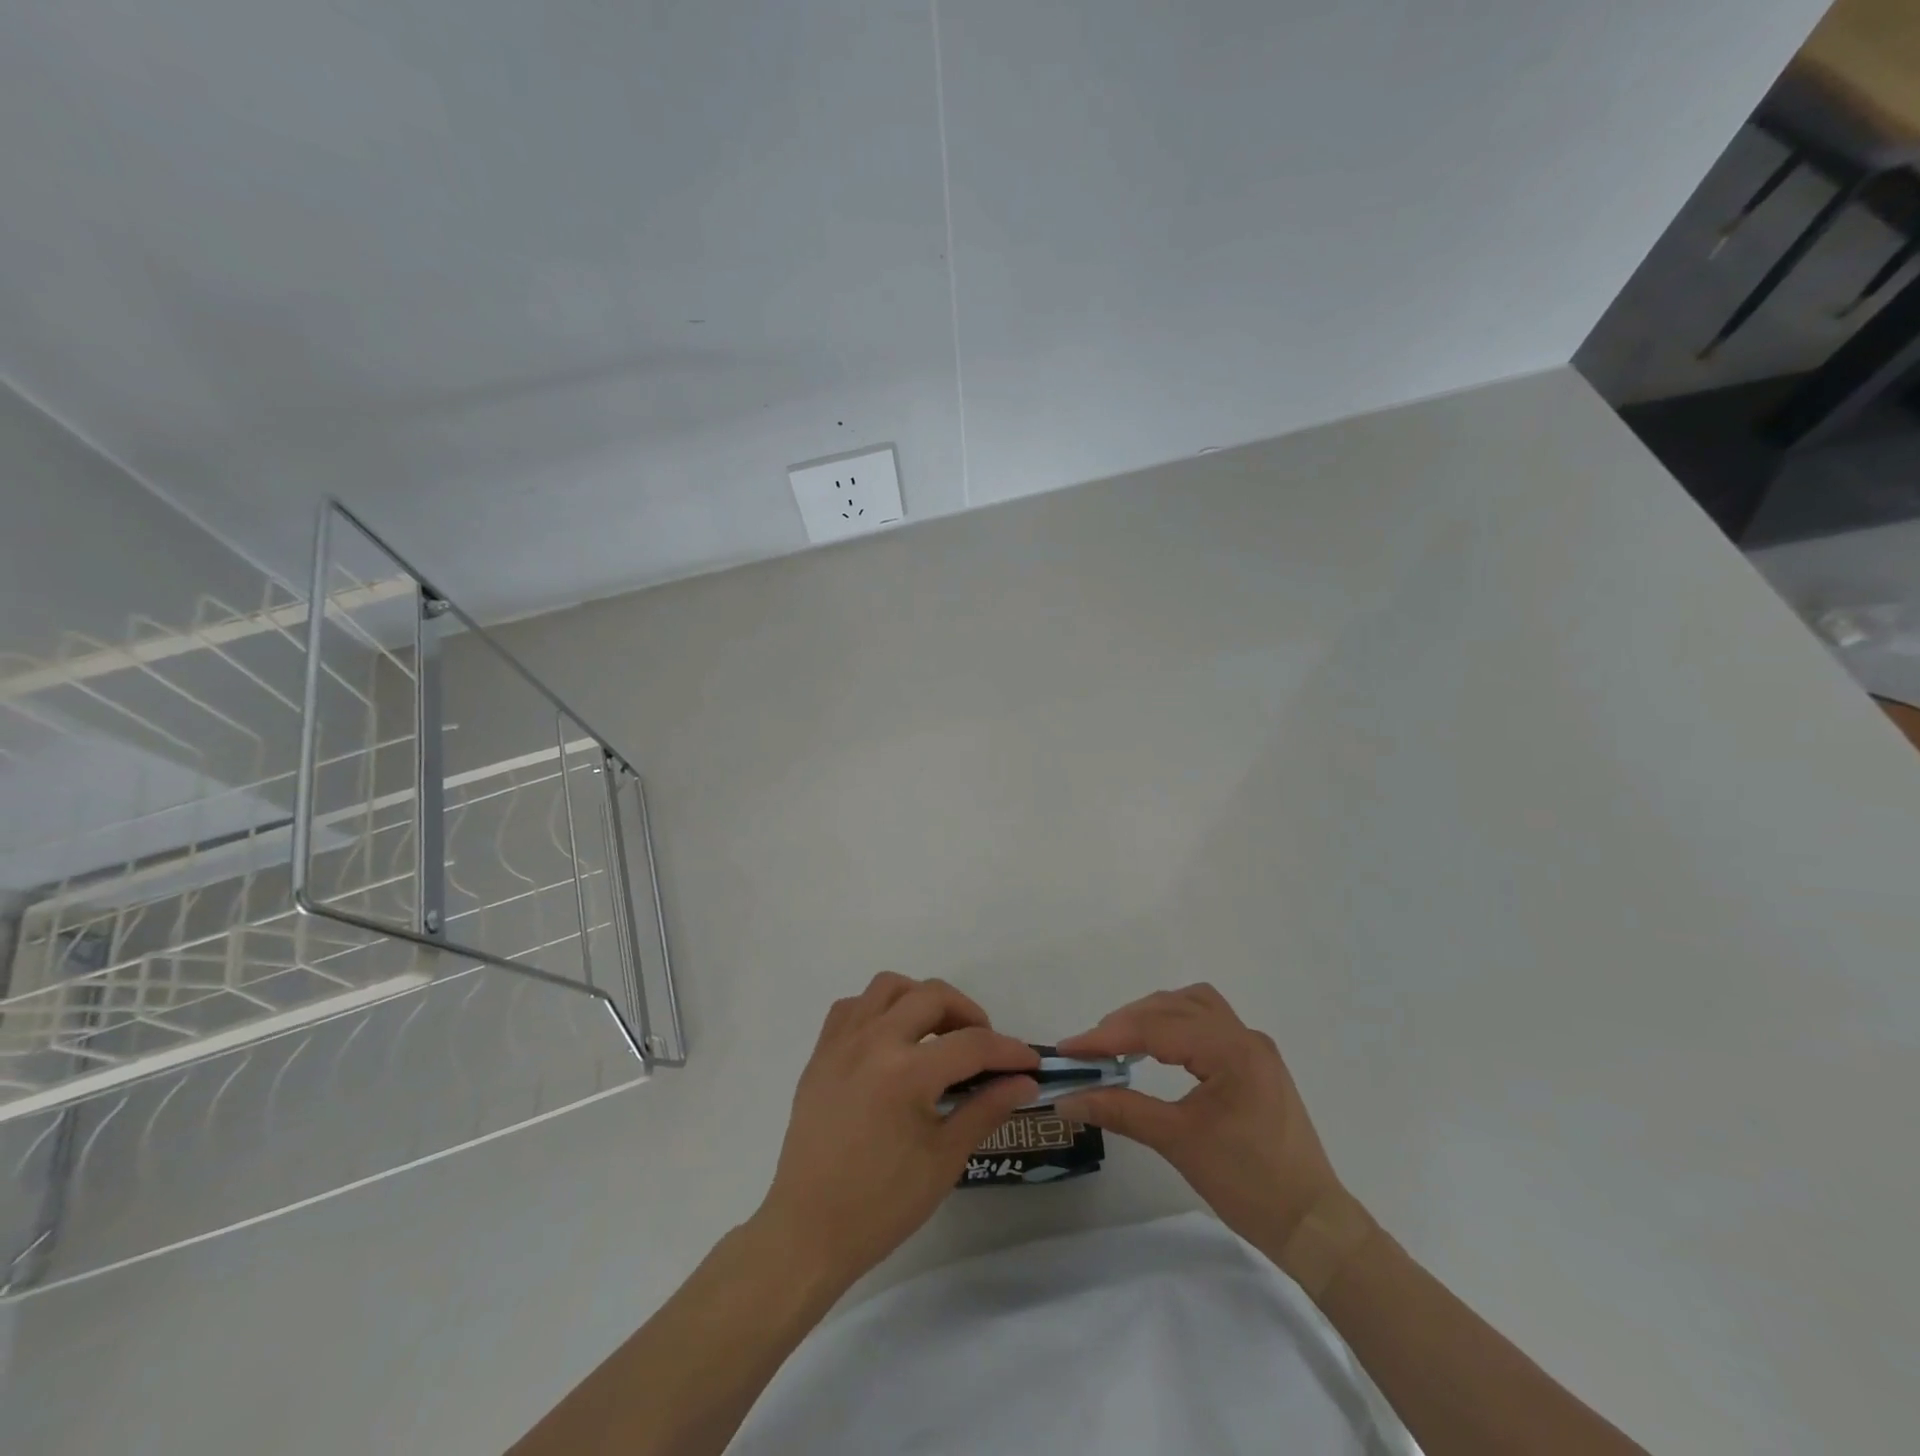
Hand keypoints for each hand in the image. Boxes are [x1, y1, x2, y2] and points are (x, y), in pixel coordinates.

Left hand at [755, 973, 1039, 1290]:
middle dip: (968, 1013)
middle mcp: (873, 1041)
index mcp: (906, 1072)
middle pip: (932, 996)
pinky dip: (879, 1009)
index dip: (1009, 1050)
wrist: (808, 1231)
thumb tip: (1023, 1082)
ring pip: (889, 987)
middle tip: (984, 1046)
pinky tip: (891, 1039)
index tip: (1030, 1062)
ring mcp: (842, 1042)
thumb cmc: (881, 1205)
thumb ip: (985, 1109)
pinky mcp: (820, 1052)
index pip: (972, 1044)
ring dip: (921, 999)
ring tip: (937, 1034)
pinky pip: (853, 1006)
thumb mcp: (944, 1159)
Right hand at [1056, 984, 1344, 1254]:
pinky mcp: (1255, 1063)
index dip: (1108, 1035)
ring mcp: (1254, 1047)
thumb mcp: (1178, 1143)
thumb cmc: (1249, 1185)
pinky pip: (1208, 1024)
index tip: (1069, 1049)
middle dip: (1127, 1022)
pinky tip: (1157, 1048)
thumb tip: (1067, 1100)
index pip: (1158, 1028)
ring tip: (1121, 1041)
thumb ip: (1120, 1111)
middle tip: (1090, 1050)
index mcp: (1232, 1051)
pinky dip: (1176, 1026)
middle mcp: (1245, 1037)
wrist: (1313, 1226)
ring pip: (1193, 1006)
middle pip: (1174, 1006)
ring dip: (1153, 1016)